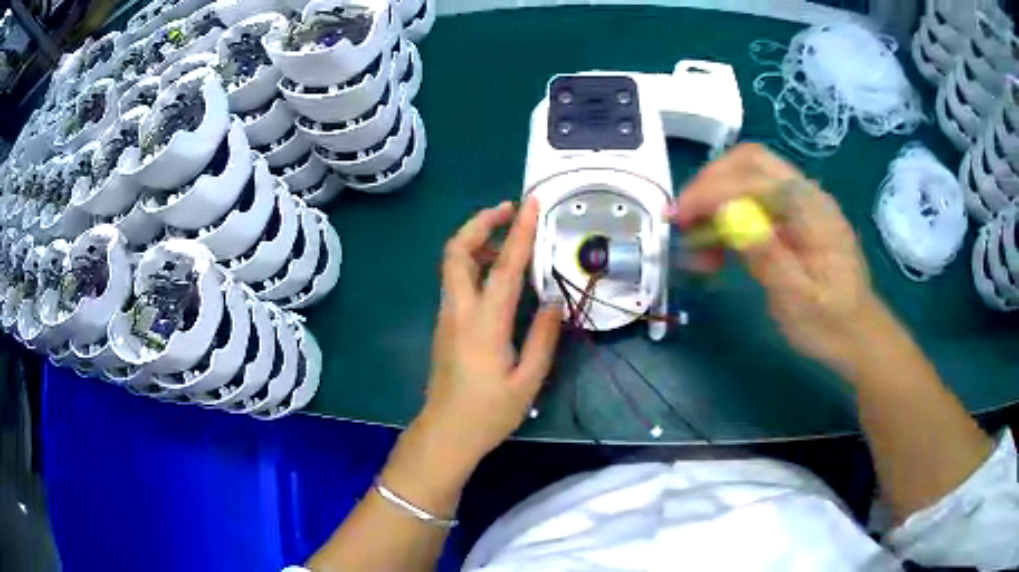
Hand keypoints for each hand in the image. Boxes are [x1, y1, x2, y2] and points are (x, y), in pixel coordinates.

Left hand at [418, 198, 561, 463]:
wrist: (445, 433)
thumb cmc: (488, 413)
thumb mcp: (528, 381)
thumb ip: (543, 338)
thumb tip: (553, 301)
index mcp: (484, 325)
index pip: (504, 267)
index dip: (519, 232)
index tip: (529, 204)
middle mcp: (459, 311)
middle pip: (457, 251)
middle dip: (479, 222)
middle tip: (508, 210)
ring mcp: (447, 316)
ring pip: (453, 263)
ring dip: (476, 240)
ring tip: (509, 238)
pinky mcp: (445, 324)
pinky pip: (456, 280)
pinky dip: (474, 262)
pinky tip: (498, 272)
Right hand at [670, 143, 882, 374]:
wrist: (859, 335)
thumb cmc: (831, 325)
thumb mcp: (799, 301)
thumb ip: (767, 255)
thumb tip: (727, 213)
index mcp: (811, 210)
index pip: (752, 177)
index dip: (711, 191)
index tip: (678, 218)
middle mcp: (805, 195)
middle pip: (749, 162)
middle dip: (710, 183)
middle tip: (684, 219)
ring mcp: (801, 205)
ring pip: (749, 178)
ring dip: (717, 201)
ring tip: (699, 245)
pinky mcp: (794, 219)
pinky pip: (756, 202)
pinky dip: (730, 216)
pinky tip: (720, 248)